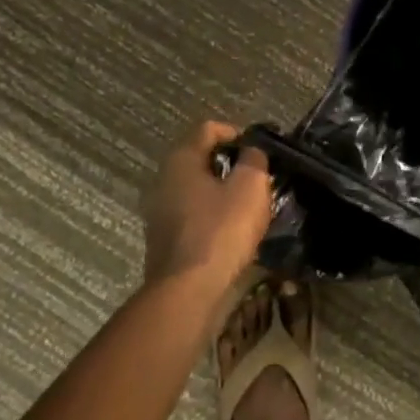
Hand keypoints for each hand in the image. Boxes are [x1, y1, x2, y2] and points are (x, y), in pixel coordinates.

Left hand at [141, 121, 271, 291]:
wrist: (188, 290)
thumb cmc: (221, 230)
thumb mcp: (251, 186)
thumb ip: (254, 159)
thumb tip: (252, 150)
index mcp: (181, 160)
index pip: (208, 129)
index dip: (237, 133)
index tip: (259, 150)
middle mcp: (163, 180)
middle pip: (201, 159)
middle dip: (231, 165)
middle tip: (258, 178)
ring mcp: (159, 212)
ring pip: (197, 189)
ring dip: (223, 192)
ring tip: (250, 206)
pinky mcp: (164, 239)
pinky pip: (193, 215)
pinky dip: (213, 216)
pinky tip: (233, 232)